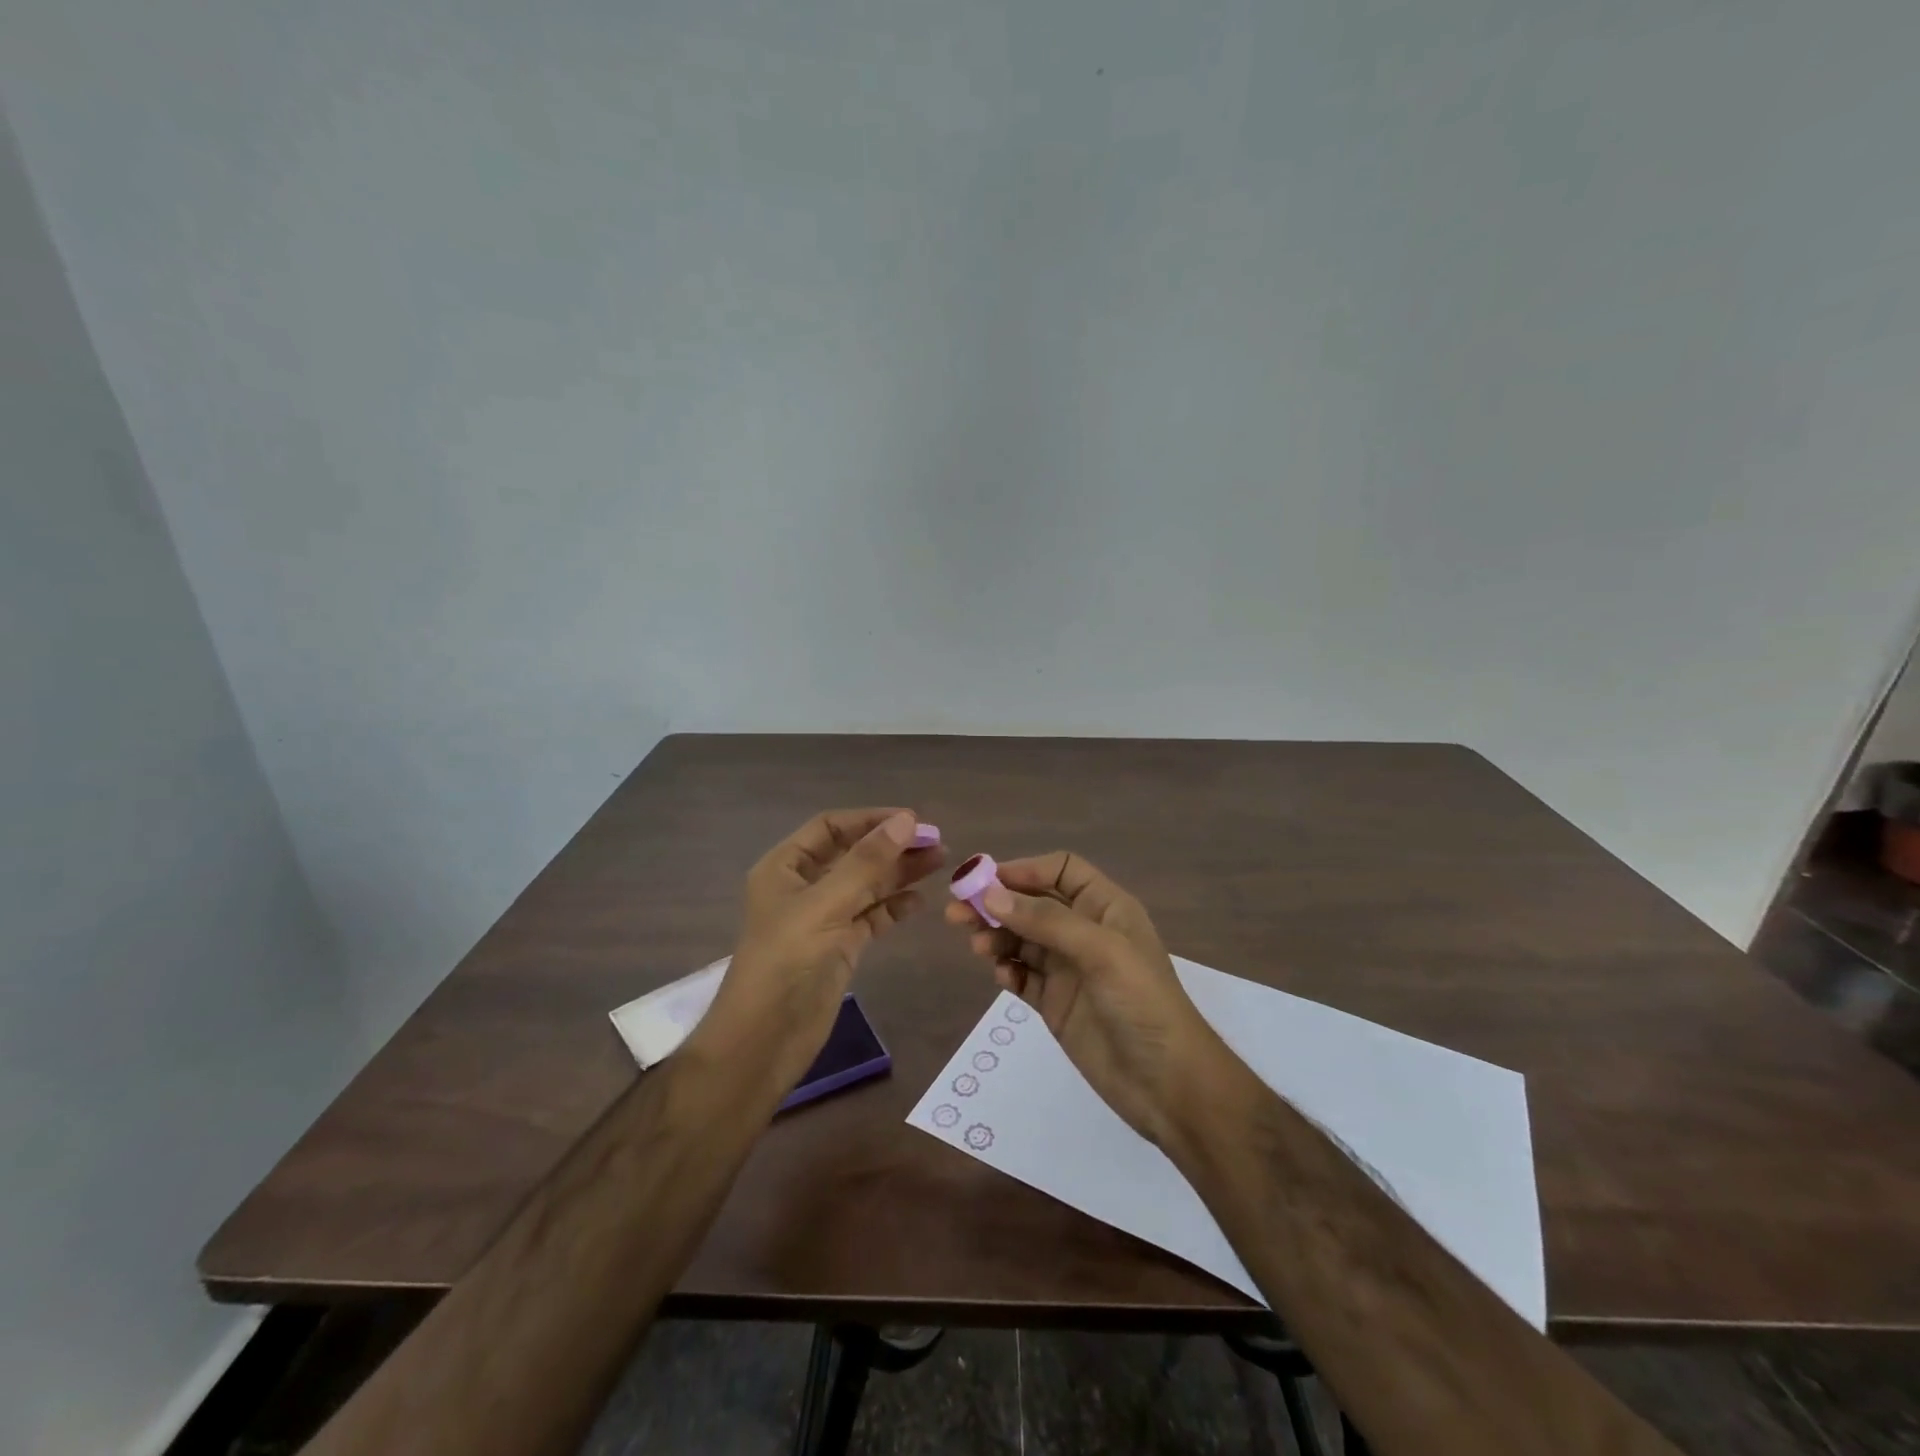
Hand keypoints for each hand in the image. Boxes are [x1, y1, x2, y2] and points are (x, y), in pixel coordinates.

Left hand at [694, 808, 942, 1092]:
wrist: (764, 1042)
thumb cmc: (786, 963)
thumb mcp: (824, 905)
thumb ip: (866, 863)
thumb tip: (907, 821)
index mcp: (785, 867)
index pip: (831, 827)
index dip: (871, 820)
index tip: (914, 820)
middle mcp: (804, 887)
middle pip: (853, 855)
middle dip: (892, 846)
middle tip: (937, 843)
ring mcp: (823, 918)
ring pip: (867, 885)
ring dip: (900, 873)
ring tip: (940, 863)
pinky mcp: (840, 946)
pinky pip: (872, 916)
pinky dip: (895, 906)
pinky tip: (921, 900)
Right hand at [945, 851, 1227, 1148]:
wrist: (1167, 1085)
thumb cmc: (1143, 1003)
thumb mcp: (1101, 951)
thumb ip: (1046, 921)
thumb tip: (990, 896)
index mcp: (1105, 907)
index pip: (1061, 870)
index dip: (1025, 870)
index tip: (985, 881)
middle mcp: (1085, 931)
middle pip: (1032, 904)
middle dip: (996, 904)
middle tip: (956, 914)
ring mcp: (1069, 969)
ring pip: (1021, 939)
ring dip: (996, 937)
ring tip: (979, 949)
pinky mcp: (1055, 1003)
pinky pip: (1022, 976)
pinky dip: (1007, 972)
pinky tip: (1002, 979)